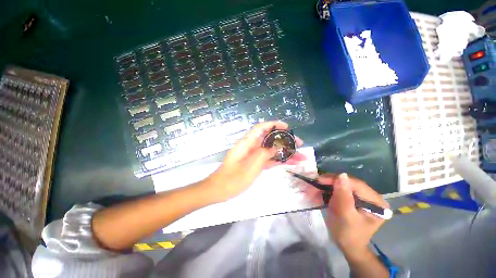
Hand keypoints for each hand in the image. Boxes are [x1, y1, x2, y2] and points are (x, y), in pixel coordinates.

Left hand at [204, 121, 305, 202]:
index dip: (275, 125)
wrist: (219, 190)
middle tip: (299, 144)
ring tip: (301, 157)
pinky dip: (279, 160)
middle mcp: (251, 146)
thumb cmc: (233, 178)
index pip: (262, 127)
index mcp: (248, 142)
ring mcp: (254, 155)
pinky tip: (290, 163)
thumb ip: (264, 153)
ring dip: (285, 152)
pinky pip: (268, 159)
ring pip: (271, 150)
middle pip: (270, 138)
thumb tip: (276, 147)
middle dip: (285, 140)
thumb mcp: (251, 165)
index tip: (288, 127)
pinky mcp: (255, 164)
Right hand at [304, 173, 388, 259]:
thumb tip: (341, 175)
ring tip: (317, 186)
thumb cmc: (348, 234)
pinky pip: (341, 189)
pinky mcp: (354, 198)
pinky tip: (322, 190)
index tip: (319, 179)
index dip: (337, 179)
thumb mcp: (345, 216)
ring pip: (344, 184)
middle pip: (349, 183)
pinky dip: (330, 189)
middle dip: (331, 182)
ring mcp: (362, 197)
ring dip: (329, 185)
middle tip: (316, 182)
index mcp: (376, 202)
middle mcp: (371, 196)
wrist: (347, 245)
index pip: (356, 184)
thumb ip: (344, 196)